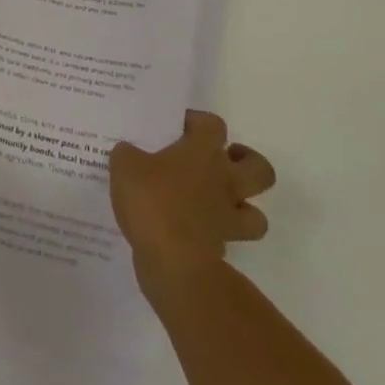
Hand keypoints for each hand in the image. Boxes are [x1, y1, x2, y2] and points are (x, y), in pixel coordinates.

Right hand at [110, 110, 275, 295]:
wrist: (173, 261)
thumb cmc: (153, 201)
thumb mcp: (124, 166)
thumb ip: (127, 154)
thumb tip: (128, 152)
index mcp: (203, 152)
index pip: (213, 125)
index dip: (199, 122)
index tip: (179, 128)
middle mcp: (224, 181)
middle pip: (259, 168)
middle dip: (246, 163)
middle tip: (220, 162)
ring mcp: (227, 218)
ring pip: (257, 214)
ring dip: (242, 207)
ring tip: (215, 203)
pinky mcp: (222, 251)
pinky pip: (229, 241)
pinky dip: (216, 237)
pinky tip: (192, 232)